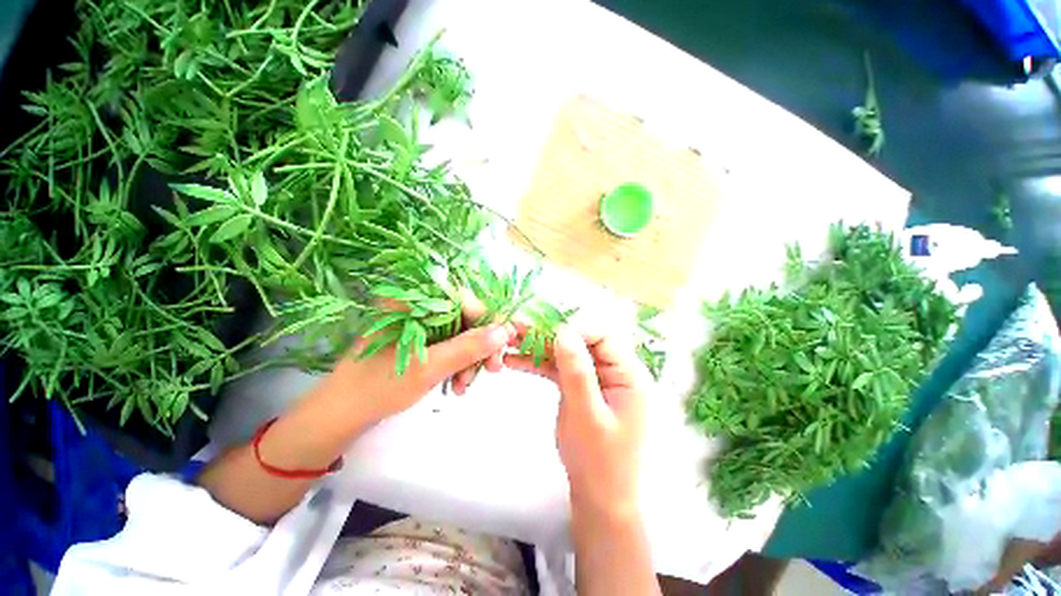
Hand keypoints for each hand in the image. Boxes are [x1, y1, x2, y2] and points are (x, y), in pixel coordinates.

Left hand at [317, 303, 512, 425]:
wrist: (340, 415)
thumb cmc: (378, 387)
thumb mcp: (429, 367)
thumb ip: (469, 347)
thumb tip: (505, 331)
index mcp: (412, 302)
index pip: (463, 300)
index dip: (486, 320)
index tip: (502, 345)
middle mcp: (416, 307)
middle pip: (464, 318)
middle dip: (480, 346)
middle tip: (491, 370)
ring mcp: (417, 324)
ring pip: (459, 334)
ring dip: (470, 358)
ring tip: (465, 385)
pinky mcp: (418, 340)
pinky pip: (448, 345)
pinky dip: (457, 363)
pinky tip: (457, 383)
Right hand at [505, 325, 648, 517]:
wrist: (596, 498)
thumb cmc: (599, 461)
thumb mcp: (587, 415)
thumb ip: (577, 372)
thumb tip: (563, 331)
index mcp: (628, 373)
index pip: (603, 336)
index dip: (575, 328)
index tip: (544, 331)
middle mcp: (613, 369)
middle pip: (581, 340)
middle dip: (550, 334)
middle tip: (518, 329)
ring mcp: (594, 377)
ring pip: (566, 352)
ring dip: (539, 347)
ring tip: (509, 341)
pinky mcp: (578, 386)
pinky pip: (558, 368)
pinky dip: (538, 364)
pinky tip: (514, 361)